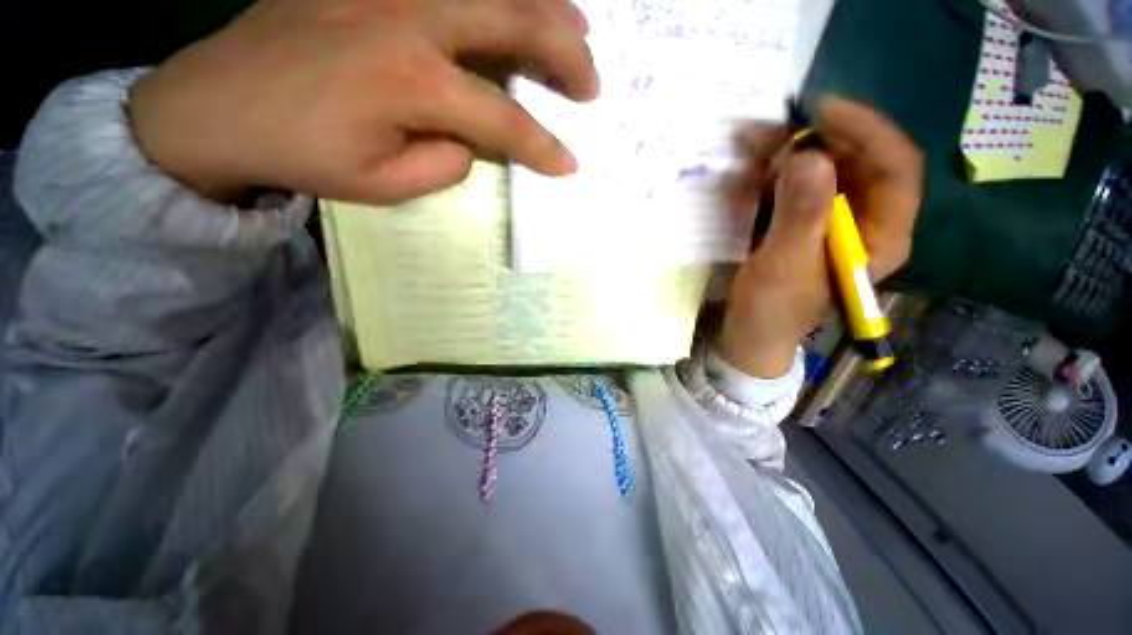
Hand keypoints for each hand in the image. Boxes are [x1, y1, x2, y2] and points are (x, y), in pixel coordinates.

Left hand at [129, 0, 598, 203]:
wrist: (216, 105)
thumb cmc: (301, 154)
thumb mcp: (384, 184)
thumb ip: (445, 163)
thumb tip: (473, 139)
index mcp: (413, 85)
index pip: (504, 120)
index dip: (544, 147)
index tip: (569, 165)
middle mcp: (410, 20)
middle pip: (513, 22)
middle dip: (564, 55)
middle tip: (591, 82)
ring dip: (543, 6)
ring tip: (577, 28)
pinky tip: (509, 2)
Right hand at [717, 98, 922, 377]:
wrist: (751, 331)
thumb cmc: (772, 309)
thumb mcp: (785, 267)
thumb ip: (800, 217)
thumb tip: (809, 157)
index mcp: (881, 235)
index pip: (895, 167)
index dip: (866, 132)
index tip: (822, 112)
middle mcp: (866, 219)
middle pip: (859, 159)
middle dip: (818, 139)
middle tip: (774, 135)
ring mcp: (833, 218)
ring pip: (825, 166)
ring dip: (790, 153)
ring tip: (754, 149)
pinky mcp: (804, 220)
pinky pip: (797, 181)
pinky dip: (774, 171)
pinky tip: (752, 172)